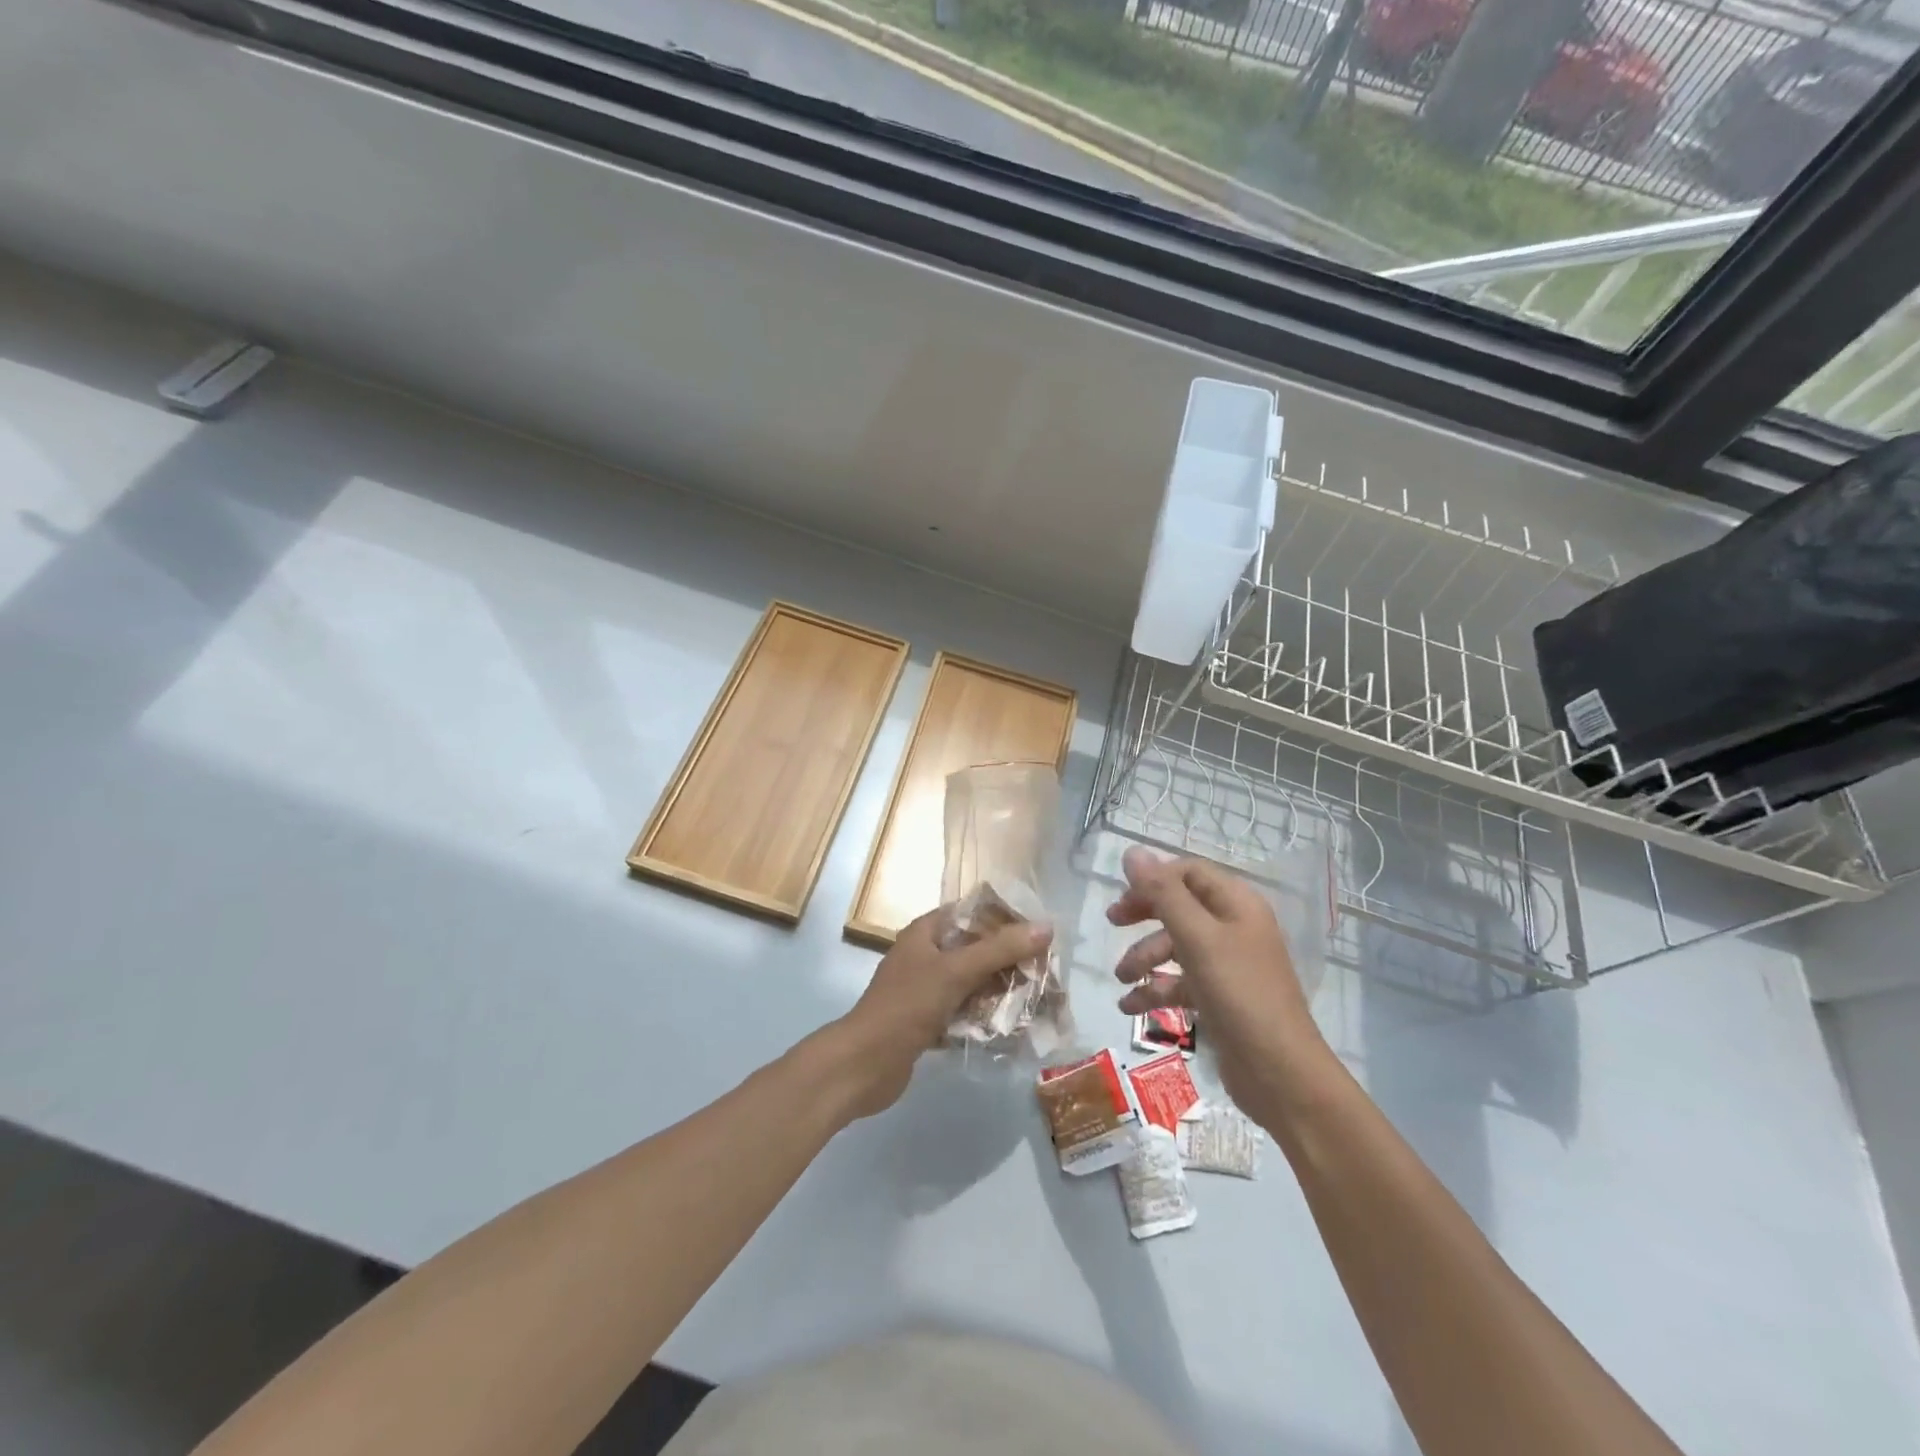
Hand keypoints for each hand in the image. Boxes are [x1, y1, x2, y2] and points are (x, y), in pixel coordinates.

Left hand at [828, 907, 1052, 1119]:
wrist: (864, 1065)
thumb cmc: (906, 1006)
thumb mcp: (955, 972)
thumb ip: (999, 949)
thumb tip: (1046, 927)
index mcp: (926, 932)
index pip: (972, 913)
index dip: (1005, 919)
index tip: (1040, 933)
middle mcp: (926, 955)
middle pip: (976, 949)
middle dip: (1010, 960)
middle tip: (1046, 972)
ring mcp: (926, 990)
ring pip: (973, 982)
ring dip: (1001, 990)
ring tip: (1039, 1000)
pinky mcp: (928, 1021)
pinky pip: (965, 1011)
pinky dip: (985, 1017)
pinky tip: (1013, 1027)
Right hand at [1109, 846, 1331, 1116]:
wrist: (1281, 1074)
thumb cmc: (1239, 994)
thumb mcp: (1197, 938)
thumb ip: (1163, 894)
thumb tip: (1132, 851)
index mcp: (1236, 904)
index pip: (1189, 872)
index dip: (1154, 879)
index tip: (1122, 896)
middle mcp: (1234, 927)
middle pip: (1180, 905)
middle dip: (1145, 914)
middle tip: (1113, 922)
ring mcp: (1228, 964)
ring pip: (1176, 946)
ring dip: (1145, 958)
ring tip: (1122, 978)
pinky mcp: (1219, 998)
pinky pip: (1180, 982)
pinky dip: (1155, 990)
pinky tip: (1130, 1006)